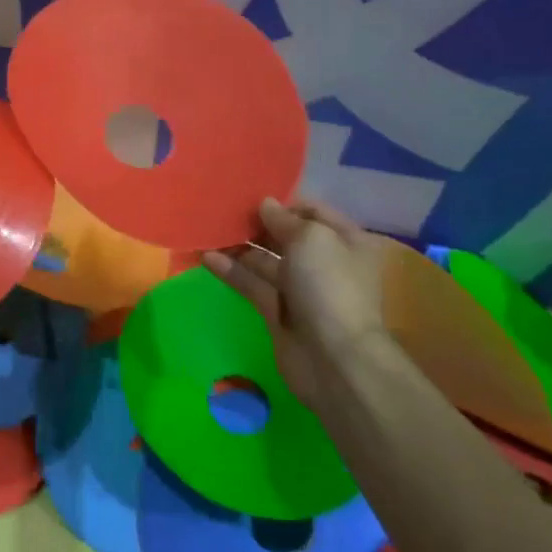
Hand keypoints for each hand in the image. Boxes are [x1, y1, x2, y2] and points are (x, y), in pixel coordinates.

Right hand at [203, 197, 385, 401]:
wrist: (334, 358)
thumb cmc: (328, 286)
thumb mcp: (310, 238)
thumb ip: (283, 219)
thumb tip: (265, 205)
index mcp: (344, 240)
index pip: (311, 211)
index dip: (282, 202)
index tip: (249, 194)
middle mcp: (324, 262)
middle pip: (285, 235)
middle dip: (256, 223)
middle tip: (221, 209)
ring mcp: (300, 289)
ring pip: (264, 260)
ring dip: (238, 245)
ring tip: (207, 230)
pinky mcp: (277, 311)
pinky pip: (251, 284)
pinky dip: (230, 270)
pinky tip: (206, 257)